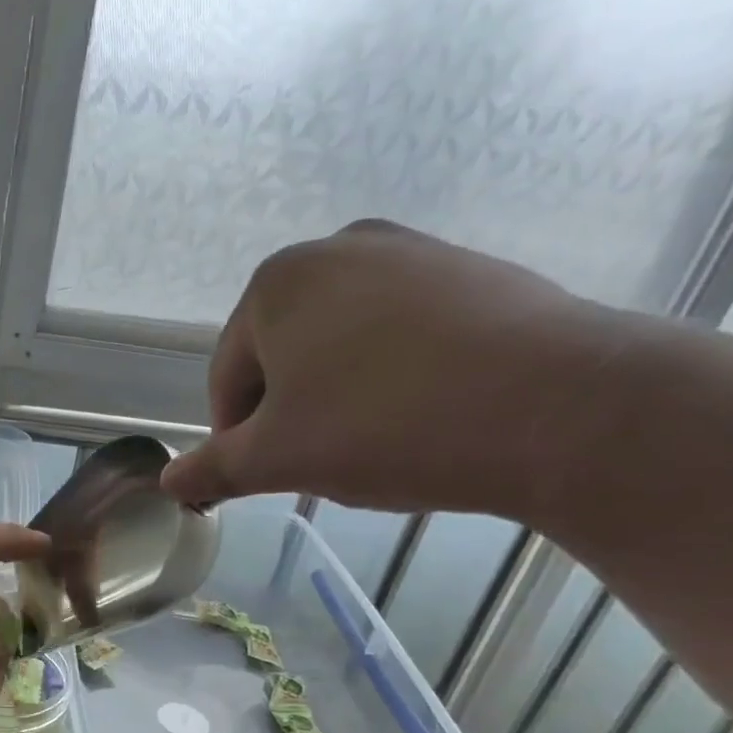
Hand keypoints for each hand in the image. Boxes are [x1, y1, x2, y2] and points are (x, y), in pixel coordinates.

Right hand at [159, 220, 639, 519]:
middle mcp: (338, 248)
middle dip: (292, 414)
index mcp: (276, 284)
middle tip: (324, 463)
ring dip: (340, 397)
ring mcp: (414, 252)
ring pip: (343, 346)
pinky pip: (404, 335)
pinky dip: (396, 376)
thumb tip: (170, 484)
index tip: (267, 477)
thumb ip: (213, 468)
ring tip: (378, 443)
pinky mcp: (474, 272)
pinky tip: (426, 415)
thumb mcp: (278, 460)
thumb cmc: (385, 427)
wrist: (562, 408)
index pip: (229, 378)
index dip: (238, 437)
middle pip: (284, 356)